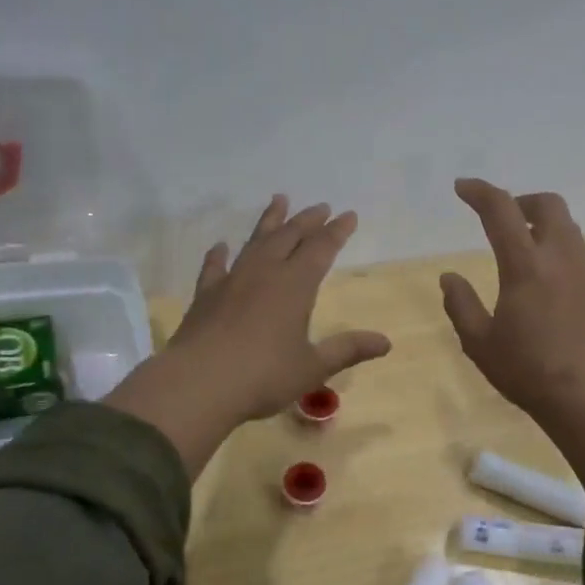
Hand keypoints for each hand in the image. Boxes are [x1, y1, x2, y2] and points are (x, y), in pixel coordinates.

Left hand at [106, 196, 390, 475]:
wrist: (199, 384)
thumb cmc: (263, 376)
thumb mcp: (312, 367)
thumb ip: (347, 350)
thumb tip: (386, 342)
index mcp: (295, 286)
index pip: (321, 249)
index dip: (337, 231)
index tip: (348, 215)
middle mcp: (264, 273)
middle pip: (289, 237)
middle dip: (307, 220)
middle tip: (320, 206)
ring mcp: (232, 281)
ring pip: (255, 242)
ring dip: (270, 221)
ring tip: (279, 200)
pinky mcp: (205, 296)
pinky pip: (214, 267)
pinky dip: (218, 254)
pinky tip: (220, 246)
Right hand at [440, 179, 584, 494]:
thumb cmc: (528, 371)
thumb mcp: (479, 343)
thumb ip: (461, 304)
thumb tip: (449, 277)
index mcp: (526, 266)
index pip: (501, 210)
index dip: (479, 192)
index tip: (462, 188)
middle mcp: (561, 258)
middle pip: (548, 204)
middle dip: (521, 201)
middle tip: (502, 218)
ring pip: (567, 228)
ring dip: (542, 226)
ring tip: (522, 251)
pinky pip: (578, 254)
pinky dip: (557, 251)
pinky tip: (546, 284)